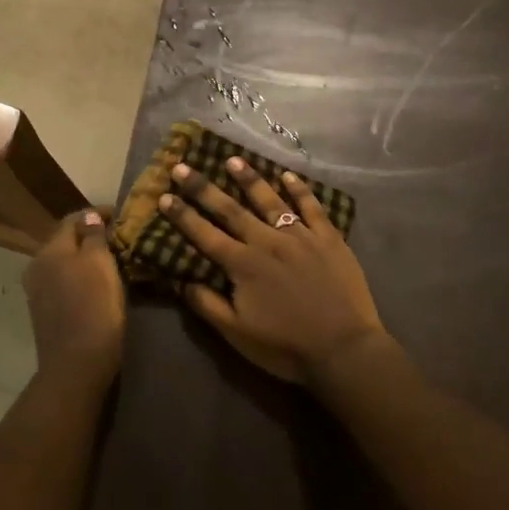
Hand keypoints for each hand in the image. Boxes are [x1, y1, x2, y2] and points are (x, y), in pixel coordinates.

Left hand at [23, 209, 125, 387]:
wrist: (76, 366)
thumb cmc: (93, 308)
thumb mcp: (100, 264)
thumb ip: (94, 236)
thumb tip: (90, 217)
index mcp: (49, 250)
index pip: (72, 219)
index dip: (96, 214)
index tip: (120, 215)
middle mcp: (37, 266)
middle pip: (65, 241)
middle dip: (90, 236)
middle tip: (118, 237)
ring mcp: (38, 291)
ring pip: (64, 262)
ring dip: (85, 257)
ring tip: (112, 259)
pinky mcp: (45, 312)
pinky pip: (64, 282)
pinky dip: (80, 276)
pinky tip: (97, 283)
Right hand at [160, 159, 388, 383]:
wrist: (344, 349)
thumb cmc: (286, 347)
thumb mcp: (237, 335)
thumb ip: (208, 305)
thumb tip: (181, 281)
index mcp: (243, 265)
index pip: (205, 235)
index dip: (183, 215)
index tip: (164, 196)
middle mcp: (267, 242)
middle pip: (230, 209)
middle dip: (203, 188)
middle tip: (183, 167)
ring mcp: (300, 236)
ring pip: (269, 200)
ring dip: (249, 179)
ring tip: (232, 159)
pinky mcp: (328, 238)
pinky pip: (311, 207)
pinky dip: (299, 189)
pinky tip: (288, 175)